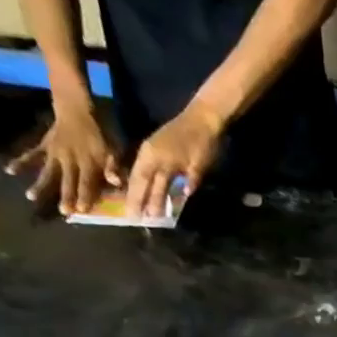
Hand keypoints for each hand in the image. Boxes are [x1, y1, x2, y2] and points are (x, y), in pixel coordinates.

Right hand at [7, 101, 119, 215]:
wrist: (76, 108)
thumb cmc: (99, 132)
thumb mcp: (113, 148)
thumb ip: (113, 166)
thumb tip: (116, 182)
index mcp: (89, 162)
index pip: (87, 182)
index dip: (85, 195)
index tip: (81, 209)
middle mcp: (70, 159)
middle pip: (68, 180)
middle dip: (66, 196)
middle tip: (62, 211)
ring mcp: (55, 153)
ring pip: (48, 171)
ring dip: (40, 184)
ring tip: (30, 197)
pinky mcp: (44, 146)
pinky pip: (32, 154)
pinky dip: (21, 162)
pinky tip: (9, 170)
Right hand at [125, 103, 223, 218]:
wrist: (204, 119)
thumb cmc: (202, 142)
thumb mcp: (198, 163)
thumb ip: (191, 179)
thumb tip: (184, 194)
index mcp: (155, 156)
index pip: (142, 182)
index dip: (137, 200)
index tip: (133, 216)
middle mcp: (149, 155)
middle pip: (140, 181)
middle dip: (137, 199)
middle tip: (133, 218)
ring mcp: (154, 152)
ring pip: (146, 178)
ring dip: (145, 194)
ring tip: (144, 213)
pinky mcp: (161, 152)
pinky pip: (153, 172)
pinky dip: (152, 185)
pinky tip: (153, 196)